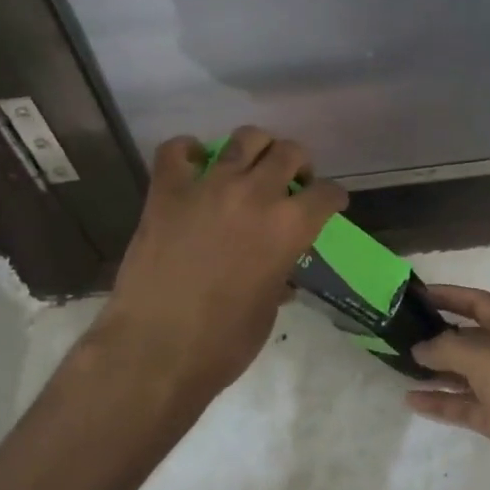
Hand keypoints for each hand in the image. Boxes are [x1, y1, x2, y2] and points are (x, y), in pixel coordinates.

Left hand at [93, 127, 346, 412]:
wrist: (156, 350)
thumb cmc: (223, 343)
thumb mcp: (268, 309)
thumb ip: (279, 274)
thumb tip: (281, 271)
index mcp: (289, 227)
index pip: (326, 194)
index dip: (333, 197)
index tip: (330, 202)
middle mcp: (255, 194)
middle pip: (289, 152)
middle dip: (299, 163)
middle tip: (292, 180)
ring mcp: (208, 187)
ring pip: (244, 139)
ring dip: (256, 148)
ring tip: (252, 165)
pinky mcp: (167, 192)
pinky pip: (176, 150)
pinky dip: (188, 151)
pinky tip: (194, 164)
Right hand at [407, 285, 489, 489]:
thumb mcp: (489, 364)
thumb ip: (450, 349)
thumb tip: (421, 348)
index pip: (478, 303)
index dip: (449, 295)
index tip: (416, 295)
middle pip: (469, 338)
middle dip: (437, 334)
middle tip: (400, 333)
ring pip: (463, 373)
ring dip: (435, 369)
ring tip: (400, 365)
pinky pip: (464, 405)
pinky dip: (440, 401)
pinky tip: (413, 401)